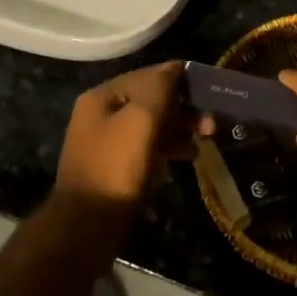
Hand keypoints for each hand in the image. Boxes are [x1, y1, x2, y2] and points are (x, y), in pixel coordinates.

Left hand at [54, 61, 206, 215]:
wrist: (86, 228)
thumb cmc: (116, 168)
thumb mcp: (141, 120)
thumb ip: (159, 88)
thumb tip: (175, 67)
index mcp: (102, 96)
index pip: (146, 75)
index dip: (178, 80)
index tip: (208, 91)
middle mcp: (100, 115)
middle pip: (149, 101)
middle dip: (181, 109)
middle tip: (210, 125)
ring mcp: (106, 144)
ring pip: (149, 126)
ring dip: (178, 129)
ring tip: (204, 140)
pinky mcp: (114, 170)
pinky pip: (145, 149)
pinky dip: (166, 149)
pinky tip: (187, 158)